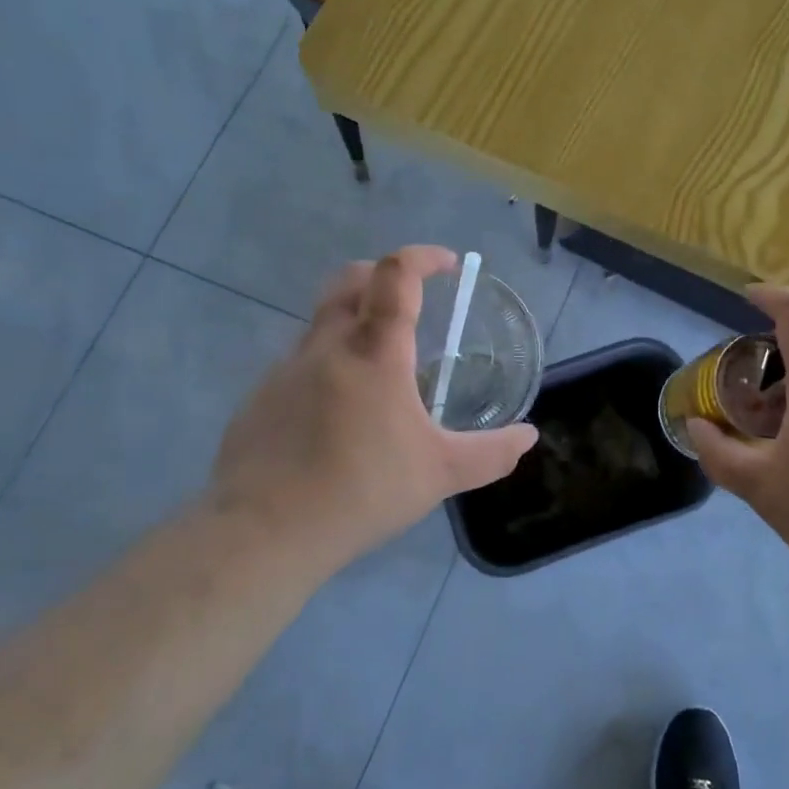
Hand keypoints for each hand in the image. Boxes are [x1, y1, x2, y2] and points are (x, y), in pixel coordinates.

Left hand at [209, 246, 537, 569]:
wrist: (264, 531)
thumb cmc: (362, 489)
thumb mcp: (441, 473)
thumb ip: (491, 453)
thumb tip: (528, 437)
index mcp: (374, 351)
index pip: (395, 275)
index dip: (423, 257)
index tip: (449, 264)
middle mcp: (326, 346)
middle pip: (350, 280)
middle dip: (383, 274)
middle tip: (411, 299)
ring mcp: (285, 370)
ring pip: (322, 323)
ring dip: (354, 322)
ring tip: (381, 370)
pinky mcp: (260, 399)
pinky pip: (299, 364)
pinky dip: (327, 366)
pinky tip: (337, 416)